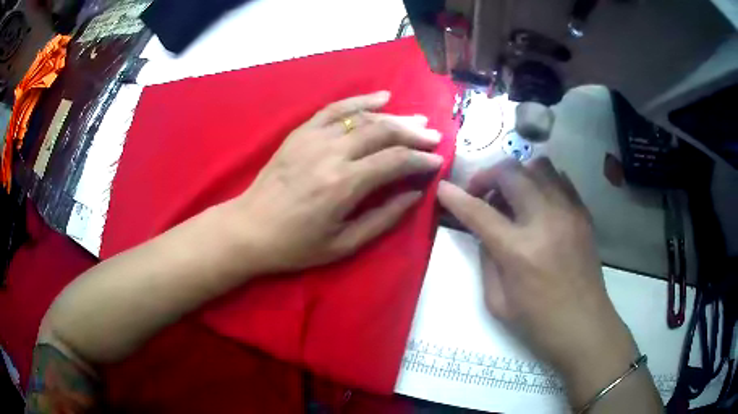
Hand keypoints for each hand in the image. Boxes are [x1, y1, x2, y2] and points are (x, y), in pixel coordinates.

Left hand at [224, 91, 443, 273]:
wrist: (250, 228)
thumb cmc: (296, 244)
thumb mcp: (344, 244)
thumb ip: (384, 218)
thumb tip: (414, 194)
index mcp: (344, 184)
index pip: (395, 161)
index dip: (421, 159)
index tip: (438, 160)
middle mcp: (332, 153)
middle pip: (383, 132)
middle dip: (414, 133)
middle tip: (434, 136)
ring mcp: (314, 138)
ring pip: (363, 117)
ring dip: (394, 116)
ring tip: (417, 119)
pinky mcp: (301, 132)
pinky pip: (335, 109)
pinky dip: (360, 100)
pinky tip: (381, 97)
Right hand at [437, 158, 639, 402]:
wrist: (585, 326)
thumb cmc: (538, 322)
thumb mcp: (497, 301)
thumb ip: (487, 259)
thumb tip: (484, 231)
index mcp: (519, 251)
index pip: (479, 211)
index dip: (455, 197)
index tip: (442, 188)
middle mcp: (545, 221)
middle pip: (511, 173)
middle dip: (487, 176)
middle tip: (480, 194)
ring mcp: (568, 212)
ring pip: (538, 166)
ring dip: (517, 175)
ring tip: (511, 196)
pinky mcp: (583, 214)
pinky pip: (560, 179)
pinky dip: (542, 182)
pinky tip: (537, 203)